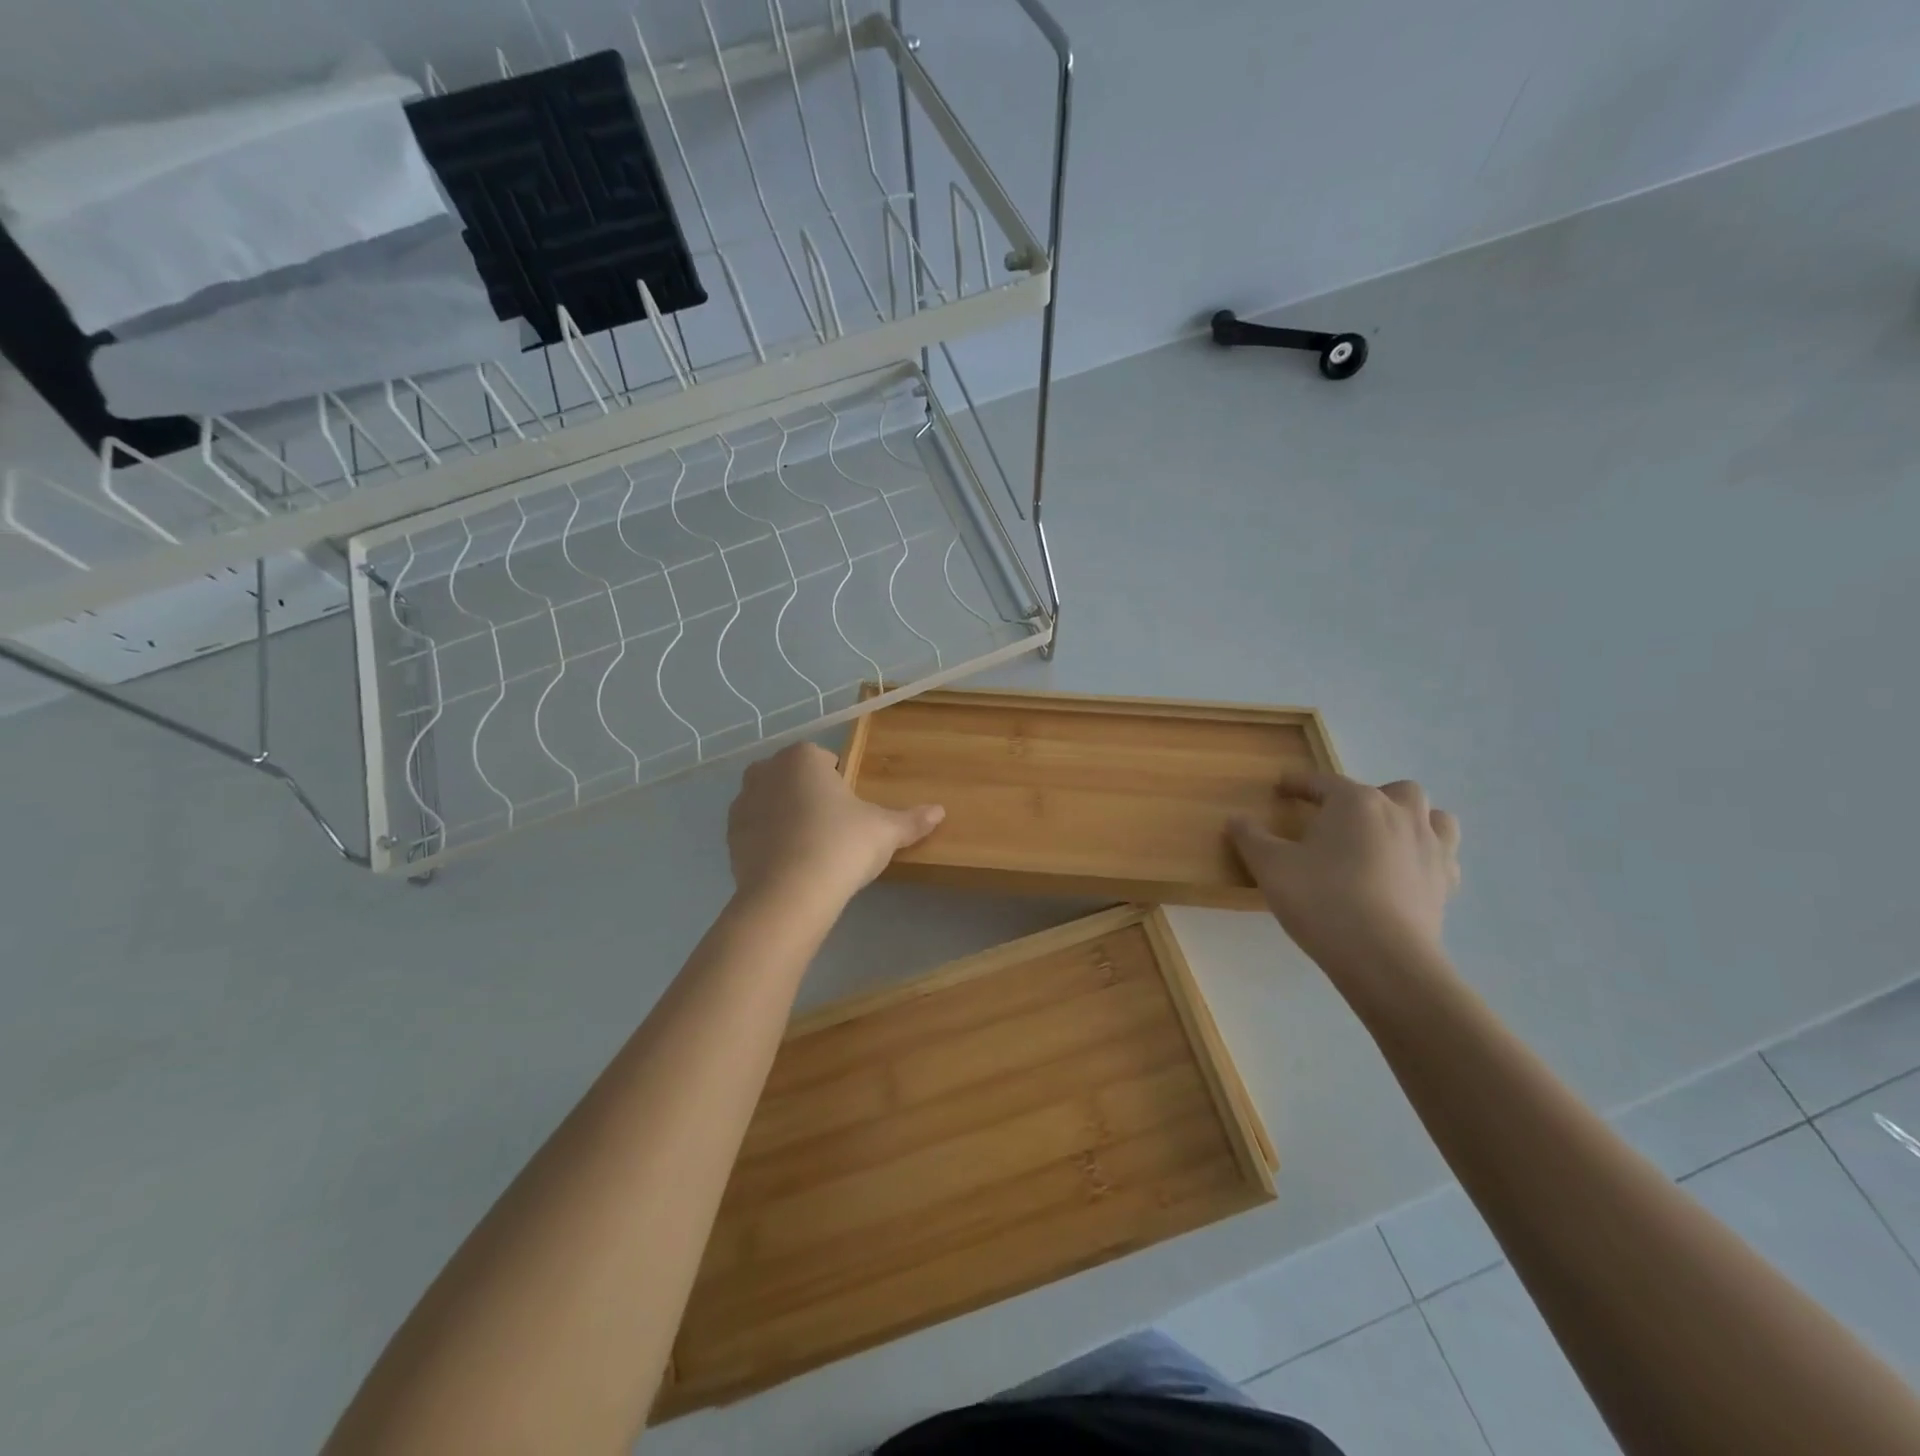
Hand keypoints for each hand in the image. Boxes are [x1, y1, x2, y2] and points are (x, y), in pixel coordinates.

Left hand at [727, 743, 944, 905]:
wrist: (789, 895)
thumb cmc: (841, 846)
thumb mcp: (885, 832)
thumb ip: (911, 820)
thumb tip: (940, 811)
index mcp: (802, 758)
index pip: (822, 757)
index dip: (839, 780)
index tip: (851, 808)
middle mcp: (766, 771)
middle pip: (792, 775)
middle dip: (808, 793)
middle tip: (833, 826)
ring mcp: (742, 804)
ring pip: (770, 801)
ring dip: (786, 815)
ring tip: (811, 847)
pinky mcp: (729, 838)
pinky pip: (755, 830)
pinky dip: (769, 840)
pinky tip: (790, 864)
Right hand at [1229, 771, 1461, 977]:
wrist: (1383, 958)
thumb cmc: (1322, 900)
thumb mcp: (1271, 866)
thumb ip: (1251, 838)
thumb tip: (1236, 819)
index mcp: (1356, 802)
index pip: (1323, 782)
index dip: (1299, 784)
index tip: (1281, 787)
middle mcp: (1400, 814)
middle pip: (1393, 790)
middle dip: (1369, 797)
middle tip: (1342, 819)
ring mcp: (1430, 848)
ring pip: (1433, 817)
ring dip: (1410, 820)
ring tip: (1385, 838)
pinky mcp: (1445, 883)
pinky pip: (1443, 856)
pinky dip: (1426, 856)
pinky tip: (1406, 873)